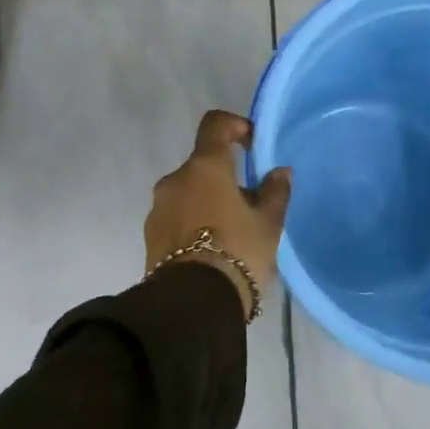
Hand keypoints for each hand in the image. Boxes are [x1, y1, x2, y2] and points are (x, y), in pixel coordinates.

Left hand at [145, 110, 292, 320]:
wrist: (193, 303)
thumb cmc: (237, 252)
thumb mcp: (268, 224)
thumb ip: (275, 192)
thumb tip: (279, 171)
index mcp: (204, 167)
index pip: (214, 125)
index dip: (234, 125)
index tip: (252, 144)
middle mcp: (175, 179)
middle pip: (203, 165)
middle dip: (225, 178)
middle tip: (250, 206)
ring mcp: (158, 207)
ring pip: (189, 192)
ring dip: (208, 202)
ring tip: (232, 233)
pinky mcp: (150, 234)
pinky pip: (177, 216)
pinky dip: (194, 222)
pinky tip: (212, 249)